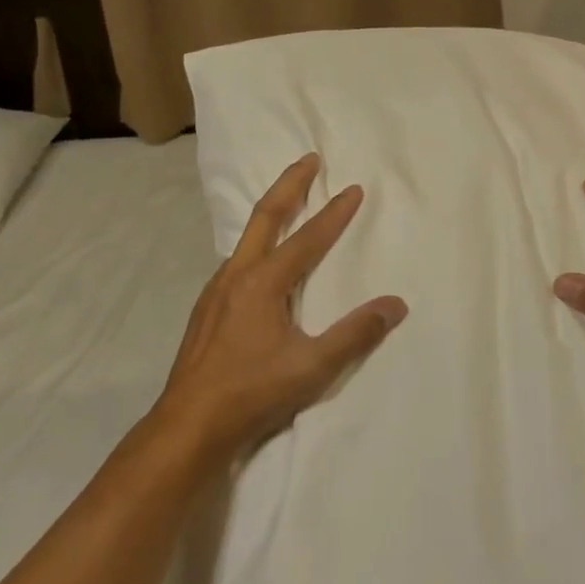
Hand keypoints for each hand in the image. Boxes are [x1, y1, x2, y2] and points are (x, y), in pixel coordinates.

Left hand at [154, 153, 406, 459]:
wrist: (188, 424)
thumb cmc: (252, 392)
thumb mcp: (312, 367)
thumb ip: (355, 334)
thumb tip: (396, 304)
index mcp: (264, 282)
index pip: (307, 238)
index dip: (334, 213)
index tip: (353, 189)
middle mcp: (238, 275)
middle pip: (266, 215)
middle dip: (290, 184)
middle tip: (309, 159)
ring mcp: (216, 290)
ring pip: (246, 237)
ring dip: (270, 212)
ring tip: (287, 203)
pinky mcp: (207, 308)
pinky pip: (236, 260)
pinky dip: (255, 243)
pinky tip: (259, 261)